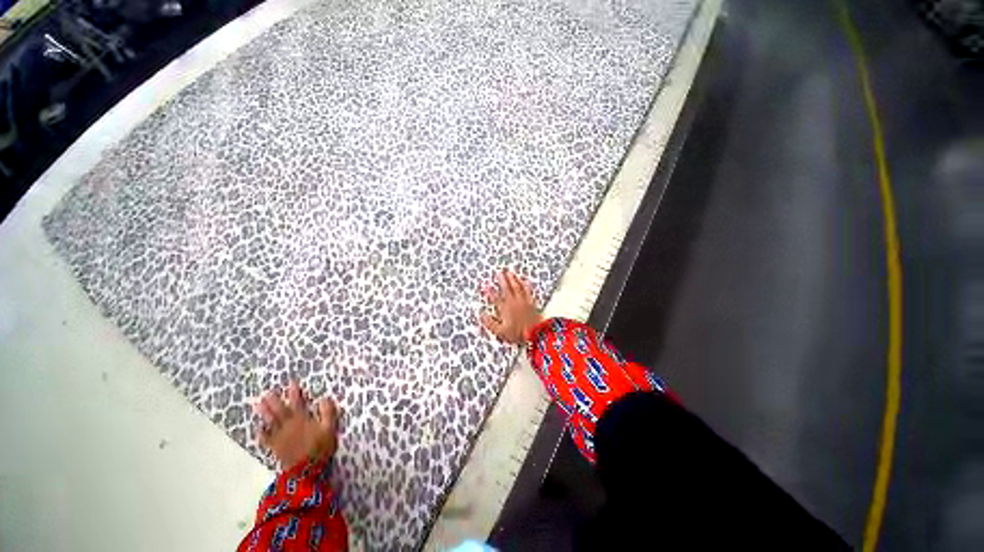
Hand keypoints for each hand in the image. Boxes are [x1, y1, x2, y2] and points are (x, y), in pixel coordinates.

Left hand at [254, 380, 338, 470]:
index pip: (298, 402)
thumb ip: (327, 412)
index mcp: (302, 419)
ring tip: (258, 405)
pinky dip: (261, 433)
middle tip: (266, 393)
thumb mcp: (329, 428)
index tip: (291, 382)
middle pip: (280, 411)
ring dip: (264, 413)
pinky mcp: (276, 447)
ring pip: (270, 422)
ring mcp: (280, 437)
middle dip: (274, 401)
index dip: (294, 392)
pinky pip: (266, 439)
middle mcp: (289, 425)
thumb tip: (324, 398)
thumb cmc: (319, 447)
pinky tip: (258, 429)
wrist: (305, 470)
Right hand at [480, 269, 543, 344]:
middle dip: (502, 280)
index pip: (495, 298)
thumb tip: (481, 314)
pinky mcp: (531, 303)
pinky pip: (528, 291)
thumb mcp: (500, 331)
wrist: (535, 334)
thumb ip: (489, 322)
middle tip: (499, 272)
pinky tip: (525, 280)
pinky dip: (526, 285)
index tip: (485, 285)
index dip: (490, 291)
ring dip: (513, 279)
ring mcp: (523, 302)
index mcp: (505, 309)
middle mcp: (513, 303)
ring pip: (517, 287)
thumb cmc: (517, 334)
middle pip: (506, 289)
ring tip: (509, 272)